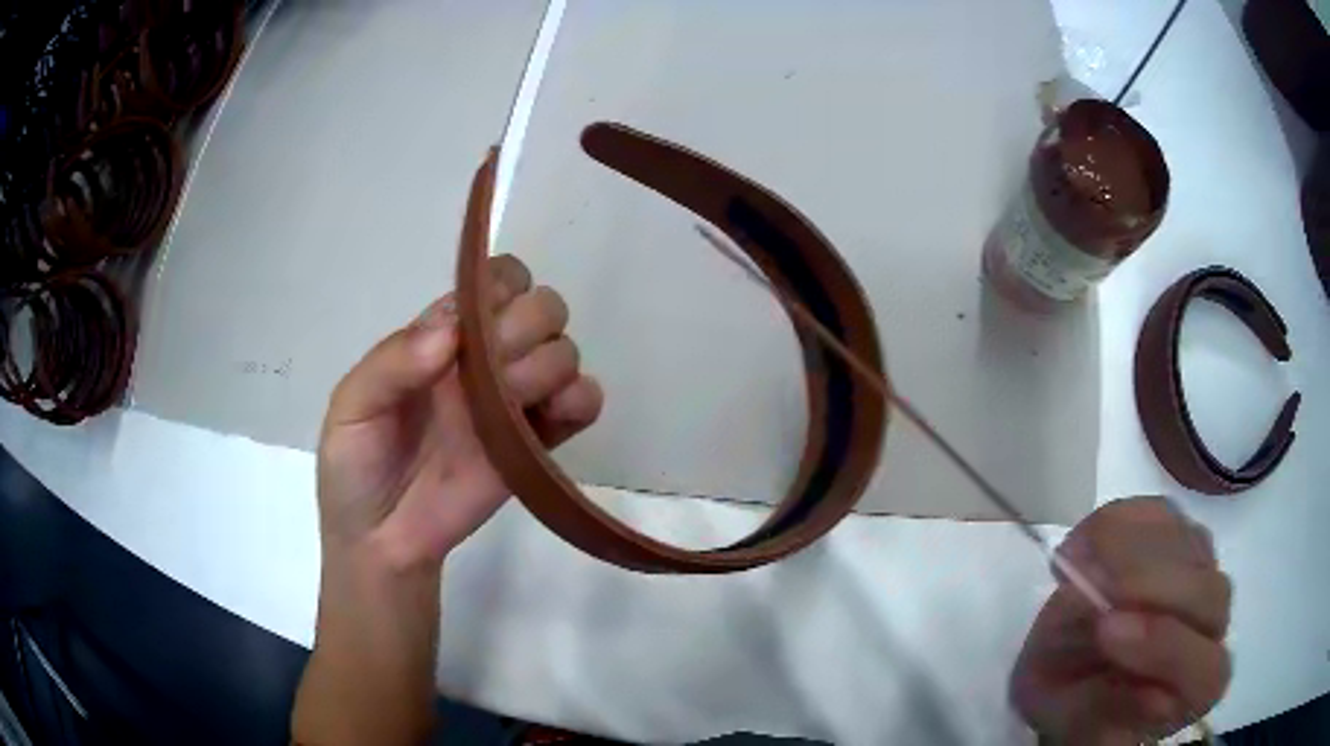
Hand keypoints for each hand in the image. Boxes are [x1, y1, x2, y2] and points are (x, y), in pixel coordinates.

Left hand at [316, 255, 602, 570]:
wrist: (383, 541)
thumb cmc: (356, 468)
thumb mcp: (351, 408)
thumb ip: (392, 363)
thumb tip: (453, 330)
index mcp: (441, 339)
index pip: (494, 282)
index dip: (501, 287)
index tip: (482, 325)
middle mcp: (484, 360)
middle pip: (541, 308)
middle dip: (528, 327)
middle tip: (497, 371)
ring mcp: (514, 403)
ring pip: (565, 351)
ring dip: (551, 366)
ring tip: (516, 403)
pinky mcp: (536, 445)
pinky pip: (583, 406)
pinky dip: (583, 400)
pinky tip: (557, 415)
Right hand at [1011, 497, 1231, 744]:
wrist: (1065, 662)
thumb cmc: (1070, 702)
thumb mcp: (1068, 722)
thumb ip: (1101, 709)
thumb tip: (1131, 663)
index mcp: (1193, 690)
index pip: (1208, 673)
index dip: (1167, 650)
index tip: (1107, 629)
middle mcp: (1212, 629)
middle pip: (1209, 597)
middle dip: (1152, 588)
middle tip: (1091, 586)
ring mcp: (1203, 572)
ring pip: (1191, 547)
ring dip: (1134, 549)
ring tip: (1079, 562)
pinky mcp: (1178, 532)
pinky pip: (1162, 515)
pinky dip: (1121, 523)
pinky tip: (1087, 544)